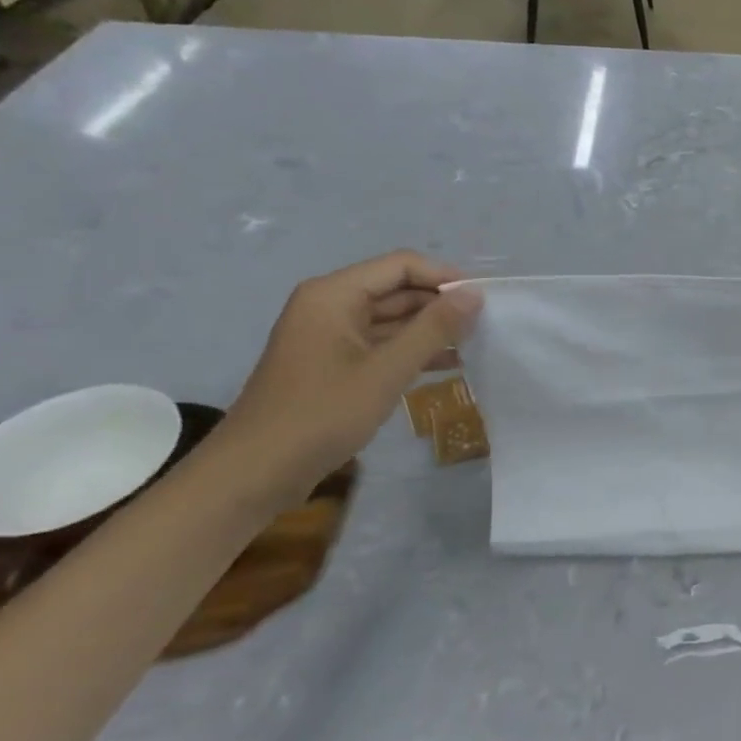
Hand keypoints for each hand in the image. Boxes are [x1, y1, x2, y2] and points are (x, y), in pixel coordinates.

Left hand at [216, 252, 482, 503]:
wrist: (254, 474)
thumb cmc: (321, 415)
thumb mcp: (386, 370)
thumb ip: (434, 328)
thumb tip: (474, 293)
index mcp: (334, 295)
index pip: (402, 266)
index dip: (444, 278)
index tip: (484, 302)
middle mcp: (330, 306)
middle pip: (397, 290)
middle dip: (440, 305)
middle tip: (486, 326)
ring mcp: (330, 336)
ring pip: (392, 319)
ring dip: (431, 330)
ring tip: (475, 346)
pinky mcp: (334, 364)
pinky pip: (382, 344)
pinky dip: (413, 351)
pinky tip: (448, 366)